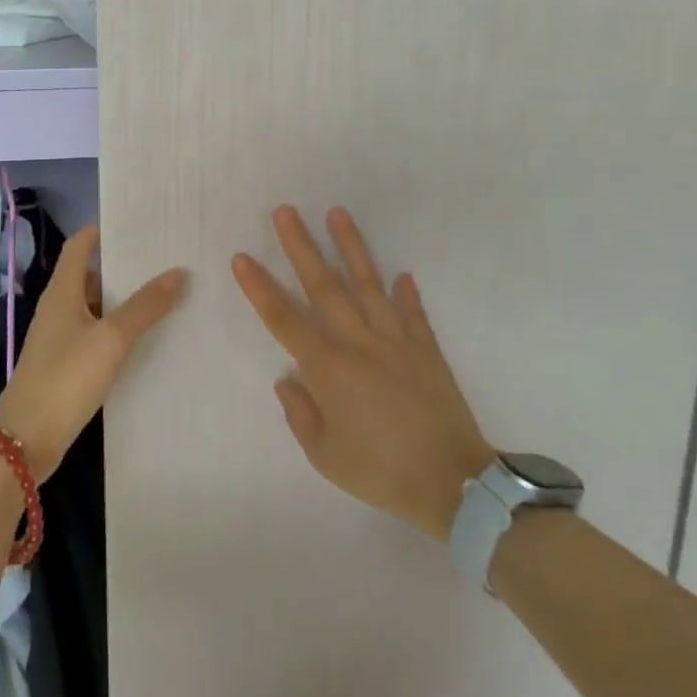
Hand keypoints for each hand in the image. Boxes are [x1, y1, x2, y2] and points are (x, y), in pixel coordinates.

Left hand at [0, 225, 186, 480]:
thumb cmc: (66, 377)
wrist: (26, 440)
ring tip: (164, 295)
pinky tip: (145, 338)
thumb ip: (145, 306)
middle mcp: (58, 308)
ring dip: (122, 300)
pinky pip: (95, 335)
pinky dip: (117, 330)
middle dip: (123, 267)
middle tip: (164, 260)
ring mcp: (60, 338)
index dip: (103, 231)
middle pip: (90, 275)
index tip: (138, 225)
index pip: (79, 245)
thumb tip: (178, 272)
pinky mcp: (66, 365)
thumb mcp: (111, 338)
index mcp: (62, 291)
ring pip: (94, 307)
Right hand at [232, 206, 493, 541]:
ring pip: (369, 284)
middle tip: (286, 211)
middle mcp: (359, 342)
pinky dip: (407, 293)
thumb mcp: (326, 456)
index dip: (260, 288)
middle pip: (324, 286)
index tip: (242, 258)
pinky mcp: (426, 349)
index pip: (284, 319)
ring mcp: (396, 341)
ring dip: (352, 247)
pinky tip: (402, 274)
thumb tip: (287, 379)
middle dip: (301, 246)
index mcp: (329, 368)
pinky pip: (413, 313)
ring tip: (338, 213)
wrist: (454, 484)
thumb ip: (300, 414)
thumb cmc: (382, 472)